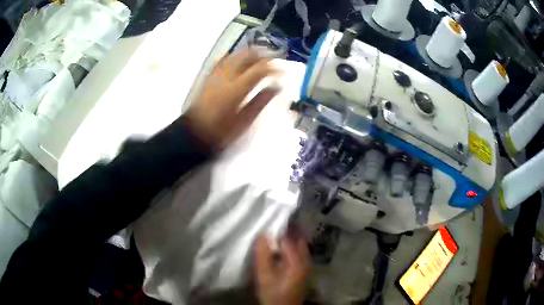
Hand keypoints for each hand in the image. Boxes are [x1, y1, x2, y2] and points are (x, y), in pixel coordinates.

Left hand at [184, 48, 280, 151]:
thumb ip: (261, 101)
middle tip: (274, 61)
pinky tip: (240, 60)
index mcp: (237, 88)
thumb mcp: (245, 120)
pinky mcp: (209, 76)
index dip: (274, 68)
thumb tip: (276, 87)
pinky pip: (224, 59)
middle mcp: (226, 76)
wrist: (194, 133)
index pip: (260, 69)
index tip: (283, 71)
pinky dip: (235, 57)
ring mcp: (216, 74)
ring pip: (235, 55)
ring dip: (250, 54)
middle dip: (263, 55)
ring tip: (260, 59)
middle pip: (247, 56)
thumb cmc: (221, 132)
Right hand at [254, 230, 309, 304]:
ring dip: (291, 239)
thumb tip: (263, 234)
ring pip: (300, 246)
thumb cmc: (273, 293)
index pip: (289, 238)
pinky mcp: (304, 271)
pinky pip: (300, 253)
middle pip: (299, 240)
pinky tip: (281, 249)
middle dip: (288, 231)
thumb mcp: (264, 275)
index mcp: (298, 261)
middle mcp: (306, 260)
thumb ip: (263, 255)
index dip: (279, 230)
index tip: (269, 222)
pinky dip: (292, 247)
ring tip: (276, 234)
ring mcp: (307, 266)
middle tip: (274, 225)